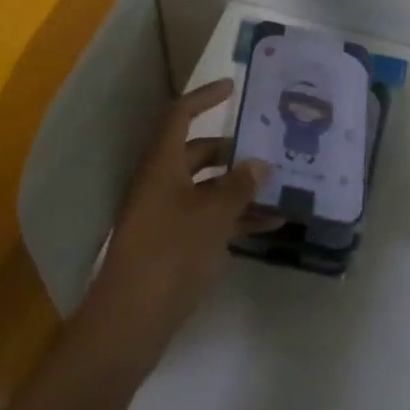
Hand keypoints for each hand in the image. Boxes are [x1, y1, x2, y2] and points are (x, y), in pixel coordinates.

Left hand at [82, 79, 272, 372]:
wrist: (129, 323)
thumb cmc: (169, 254)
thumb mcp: (212, 216)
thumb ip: (238, 186)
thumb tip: (259, 162)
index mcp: (162, 164)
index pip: (181, 115)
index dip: (205, 96)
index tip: (233, 87)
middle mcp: (161, 182)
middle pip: (198, 152)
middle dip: (233, 149)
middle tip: (269, 146)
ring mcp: (166, 214)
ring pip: (207, 187)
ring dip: (240, 186)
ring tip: (280, 186)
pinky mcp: (173, 243)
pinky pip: (208, 217)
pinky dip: (235, 217)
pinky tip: (270, 225)